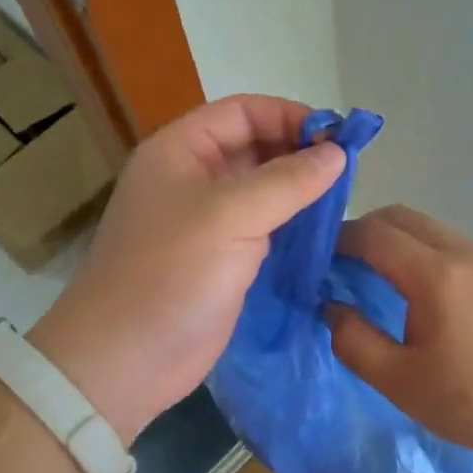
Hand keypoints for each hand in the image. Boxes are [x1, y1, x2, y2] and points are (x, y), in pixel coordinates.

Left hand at [29, 95, 345, 441]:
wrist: (125, 361)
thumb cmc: (171, 274)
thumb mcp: (231, 216)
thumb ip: (288, 180)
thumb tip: (337, 152)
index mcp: (180, 151)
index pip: (242, 112)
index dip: (289, 116)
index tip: (337, 136)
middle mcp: (192, 177)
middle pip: (253, 145)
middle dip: (298, 151)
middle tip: (347, 170)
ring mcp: (206, 220)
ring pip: (261, 187)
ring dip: (299, 188)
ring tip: (343, 197)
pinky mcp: (220, 257)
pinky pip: (263, 225)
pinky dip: (292, 222)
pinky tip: (323, 229)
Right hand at [328, 205, 472, 467]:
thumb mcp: (400, 383)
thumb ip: (354, 341)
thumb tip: (329, 307)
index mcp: (434, 276)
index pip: (374, 234)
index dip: (339, 239)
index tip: (317, 258)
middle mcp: (460, 253)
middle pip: (401, 217)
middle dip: (364, 230)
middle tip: (341, 263)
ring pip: (427, 226)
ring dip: (394, 238)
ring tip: (375, 274)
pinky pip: (448, 242)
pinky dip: (420, 249)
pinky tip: (417, 290)